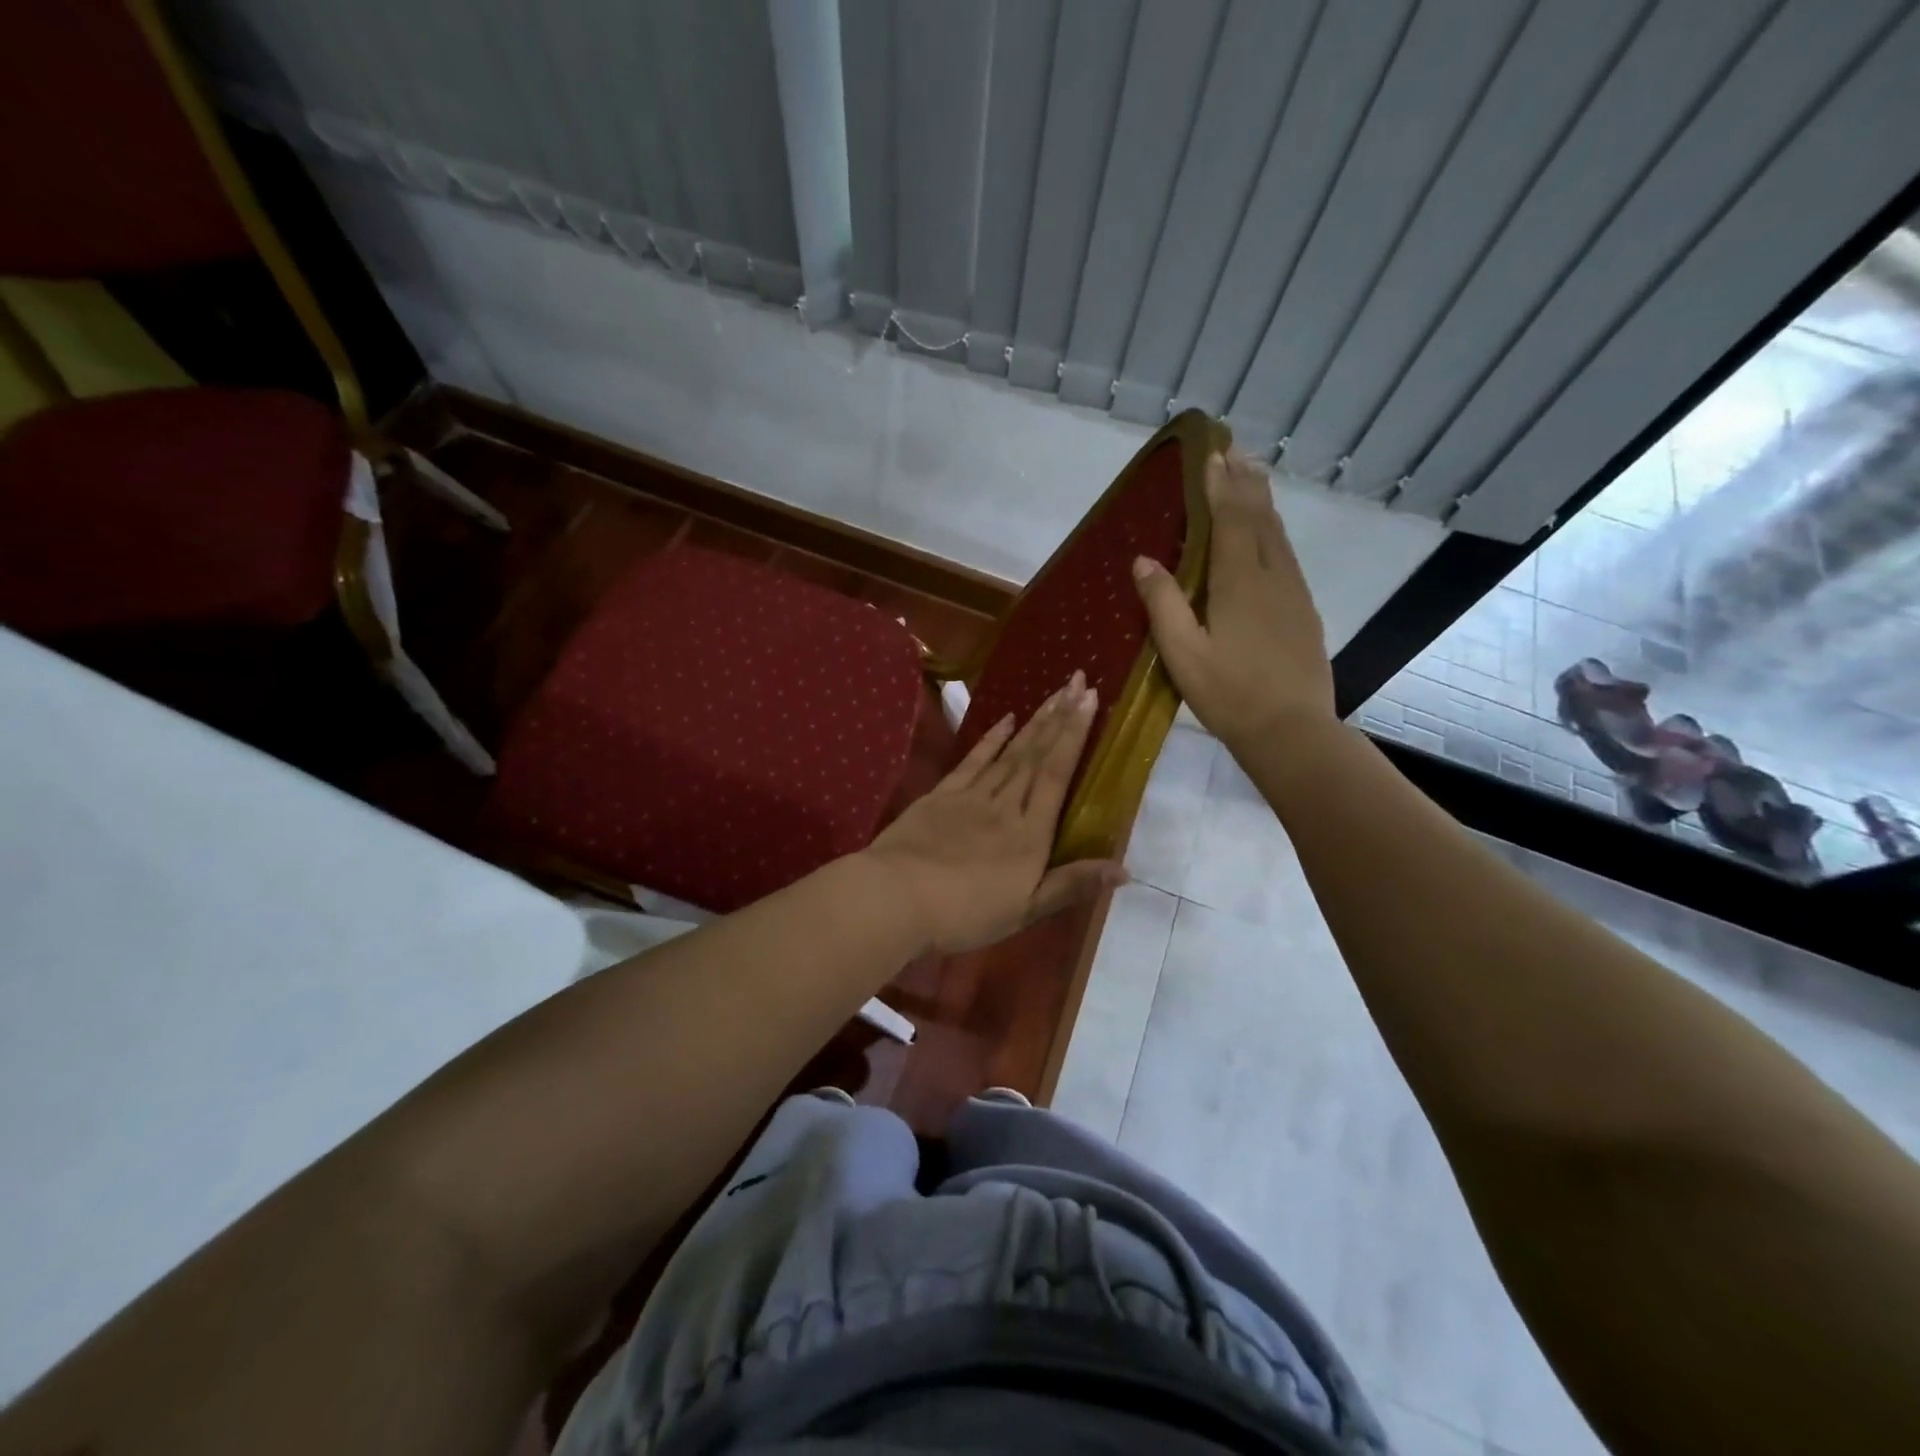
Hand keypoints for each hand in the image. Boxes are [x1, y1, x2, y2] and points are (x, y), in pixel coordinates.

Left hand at [859, 672, 1126, 955]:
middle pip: (1037, 755)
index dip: (1075, 735)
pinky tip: (1006, 719)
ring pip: (1010, 752)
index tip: (1090, 700)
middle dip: (1060, 716)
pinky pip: (973, 761)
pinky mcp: (942, 795)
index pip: (1058, 775)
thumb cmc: (965, 913)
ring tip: (1054, 693)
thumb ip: (1072, 885)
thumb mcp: (1025, 910)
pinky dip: (991, 738)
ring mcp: (972, 796)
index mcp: (1030, 834)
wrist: (898, 898)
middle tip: (1078, 680)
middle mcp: (1006, 806)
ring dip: (1034, 722)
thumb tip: (1125, 869)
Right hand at [1132, 449, 1335, 750]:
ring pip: (1278, 535)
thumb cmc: (1228, 695)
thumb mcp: (1182, 654)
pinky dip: (1274, 532)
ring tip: (1252, 477)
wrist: (1291, 731)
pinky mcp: (1304, 612)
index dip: (1219, 486)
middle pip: (1260, 518)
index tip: (1212, 454)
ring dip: (1262, 503)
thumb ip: (1163, 603)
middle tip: (1235, 450)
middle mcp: (1271, 577)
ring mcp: (1293, 593)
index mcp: (1238, 583)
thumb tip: (1143, 560)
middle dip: (1245, 482)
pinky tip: (1269, 536)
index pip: (1230, 520)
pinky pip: (1287, 556)